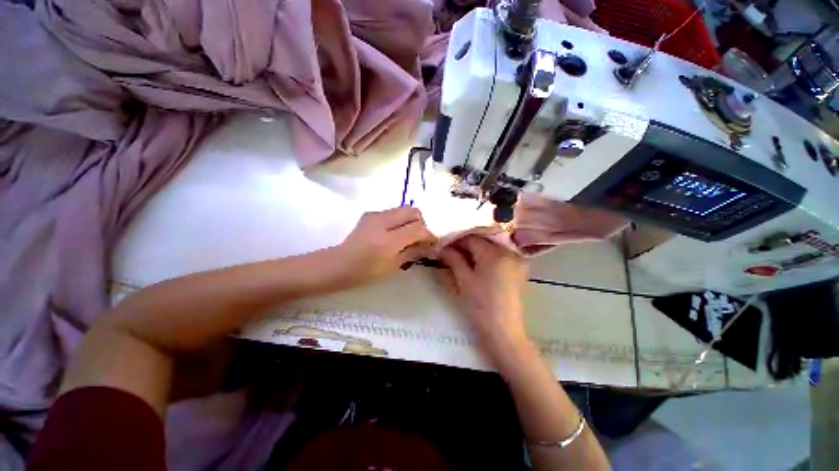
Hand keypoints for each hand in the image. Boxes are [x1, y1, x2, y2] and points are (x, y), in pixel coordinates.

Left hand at [336, 207, 436, 284]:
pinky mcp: (370, 213)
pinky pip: (392, 212)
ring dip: (409, 220)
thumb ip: (413, 251)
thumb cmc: (366, 271)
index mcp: (389, 240)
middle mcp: (383, 222)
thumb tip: (430, 245)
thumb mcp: (393, 265)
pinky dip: (398, 220)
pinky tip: (392, 233)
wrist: (339, 264)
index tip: (431, 243)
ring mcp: (375, 215)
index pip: (418, 228)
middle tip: (418, 237)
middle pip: (413, 211)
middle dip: (420, 222)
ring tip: (406, 235)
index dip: (428, 234)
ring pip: (403, 208)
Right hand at [437, 236, 528, 351]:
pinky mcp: (518, 270)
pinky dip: (486, 257)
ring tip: (461, 260)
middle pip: (482, 241)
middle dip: (465, 246)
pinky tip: (476, 266)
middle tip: (450, 254)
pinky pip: (499, 256)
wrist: (503, 332)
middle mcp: (509, 252)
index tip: (444, 247)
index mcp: (495, 253)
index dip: (455, 241)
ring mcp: (516, 260)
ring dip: (475, 251)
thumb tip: (442, 248)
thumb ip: (453, 260)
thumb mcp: (463, 281)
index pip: (471, 238)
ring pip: (490, 248)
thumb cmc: (480, 306)